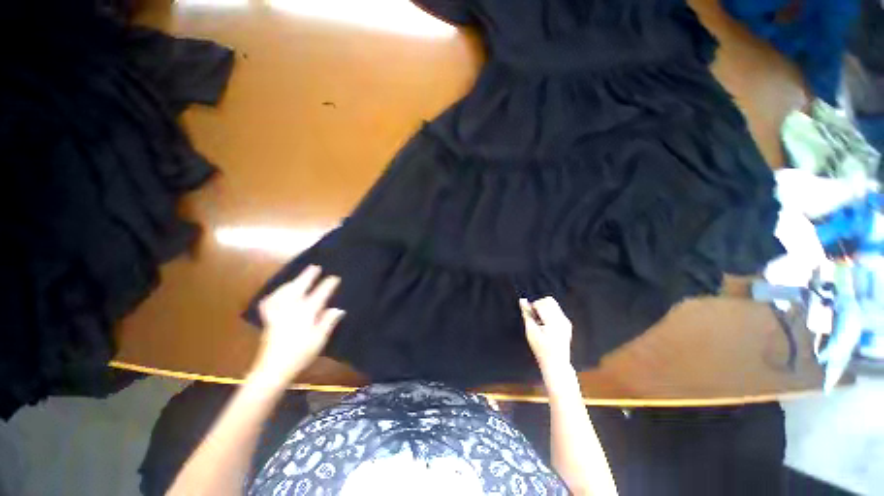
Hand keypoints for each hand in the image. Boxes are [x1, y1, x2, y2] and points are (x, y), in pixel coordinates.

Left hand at [253, 265, 344, 384]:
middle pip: (299, 287)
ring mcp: (278, 312)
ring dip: (293, 282)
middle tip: (315, 267)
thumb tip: (338, 308)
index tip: (335, 277)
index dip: (328, 284)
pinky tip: (278, 293)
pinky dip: (275, 294)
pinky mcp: (269, 319)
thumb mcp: (319, 339)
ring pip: (285, 291)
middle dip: (308, 276)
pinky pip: (270, 301)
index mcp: (306, 312)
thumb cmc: (300, 354)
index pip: (320, 294)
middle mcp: (291, 308)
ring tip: (299, 277)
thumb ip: (328, 321)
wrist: (273, 369)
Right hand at [520, 297, 573, 375]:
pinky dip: (549, 313)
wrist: (556, 364)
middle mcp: (562, 319)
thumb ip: (526, 314)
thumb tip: (522, 300)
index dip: (533, 307)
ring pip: (553, 304)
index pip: (542, 303)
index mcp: (554, 321)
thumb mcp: (530, 332)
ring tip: (540, 322)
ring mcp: (566, 321)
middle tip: (535, 318)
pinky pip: (557, 310)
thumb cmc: (541, 349)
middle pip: (549, 300)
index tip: (531, 318)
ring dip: (544, 309)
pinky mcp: (567, 324)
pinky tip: (546, 325)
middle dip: (539, 305)